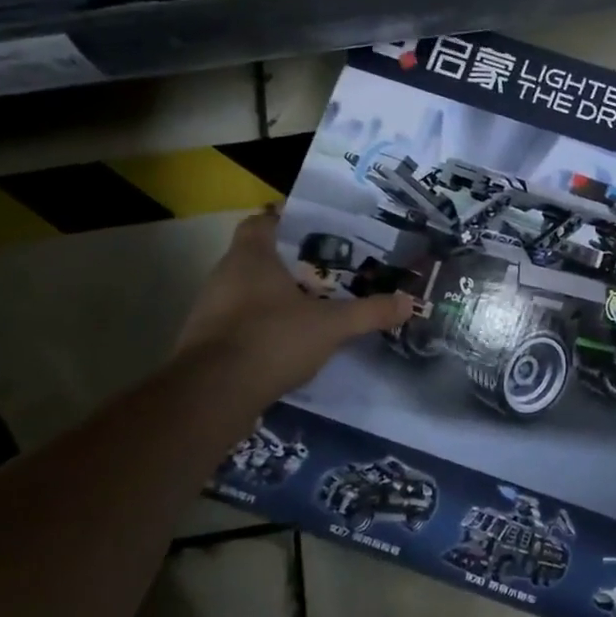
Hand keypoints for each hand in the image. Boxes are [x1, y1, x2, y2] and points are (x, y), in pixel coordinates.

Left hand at [176, 209, 413, 396]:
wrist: (211, 396)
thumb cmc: (271, 339)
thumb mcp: (332, 325)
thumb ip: (370, 312)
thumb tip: (409, 302)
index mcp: (250, 257)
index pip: (262, 221)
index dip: (286, 220)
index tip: (317, 228)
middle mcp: (224, 276)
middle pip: (258, 257)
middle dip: (292, 262)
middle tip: (329, 269)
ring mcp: (210, 311)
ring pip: (248, 291)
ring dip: (277, 296)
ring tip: (316, 304)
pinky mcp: (206, 343)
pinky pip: (240, 323)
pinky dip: (264, 326)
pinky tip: (292, 340)